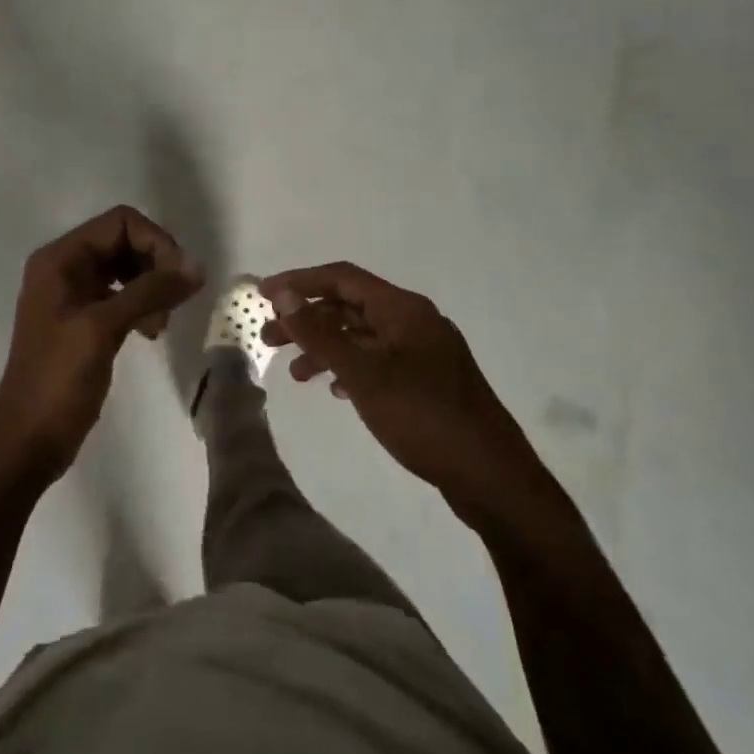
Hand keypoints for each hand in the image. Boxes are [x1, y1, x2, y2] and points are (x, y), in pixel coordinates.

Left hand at [0, 207, 202, 481]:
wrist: (28, 439)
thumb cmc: (58, 378)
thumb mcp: (103, 327)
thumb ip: (150, 291)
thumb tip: (197, 266)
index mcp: (61, 258)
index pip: (120, 222)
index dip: (156, 242)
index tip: (179, 277)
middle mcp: (66, 268)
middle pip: (125, 242)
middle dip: (156, 265)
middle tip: (174, 301)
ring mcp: (74, 295)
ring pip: (127, 270)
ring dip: (152, 288)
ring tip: (161, 323)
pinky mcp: (85, 321)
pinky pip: (123, 296)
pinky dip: (143, 306)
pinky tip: (152, 332)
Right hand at [260, 262, 538, 520]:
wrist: (490, 475)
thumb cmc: (423, 416)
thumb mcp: (363, 373)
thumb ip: (320, 333)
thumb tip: (283, 294)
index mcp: (403, 309)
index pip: (343, 278)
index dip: (300, 282)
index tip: (263, 295)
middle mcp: (415, 321)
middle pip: (350, 307)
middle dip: (308, 320)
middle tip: (269, 341)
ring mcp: (425, 352)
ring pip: (364, 337)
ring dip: (327, 348)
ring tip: (297, 376)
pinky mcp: (429, 381)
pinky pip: (380, 362)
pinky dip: (352, 369)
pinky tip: (337, 391)